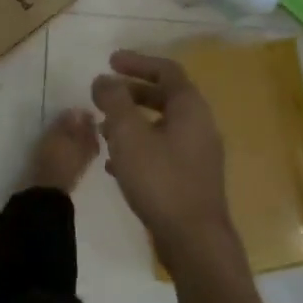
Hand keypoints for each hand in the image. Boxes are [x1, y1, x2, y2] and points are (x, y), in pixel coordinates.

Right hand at [91, 51, 239, 274]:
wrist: (194, 241)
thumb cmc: (161, 180)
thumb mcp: (128, 135)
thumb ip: (114, 102)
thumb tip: (103, 79)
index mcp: (190, 109)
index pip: (167, 70)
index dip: (137, 62)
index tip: (110, 61)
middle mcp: (200, 126)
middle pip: (165, 97)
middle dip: (132, 92)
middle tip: (104, 94)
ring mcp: (198, 155)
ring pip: (162, 126)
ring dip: (132, 121)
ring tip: (102, 128)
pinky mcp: (190, 179)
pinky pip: (162, 150)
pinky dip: (138, 147)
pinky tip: (114, 163)